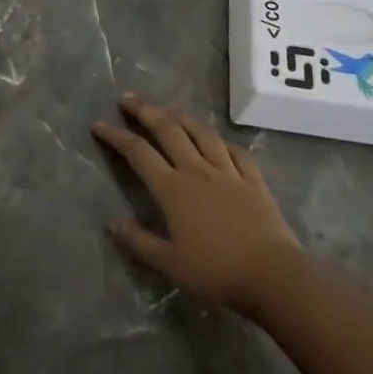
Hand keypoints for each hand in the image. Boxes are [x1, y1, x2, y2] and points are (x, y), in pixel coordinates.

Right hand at [93, 93, 301, 314]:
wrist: (273, 275)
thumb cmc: (216, 271)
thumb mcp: (170, 264)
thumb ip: (140, 241)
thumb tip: (113, 223)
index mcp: (173, 189)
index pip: (138, 153)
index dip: (117, 136)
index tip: (100, 124)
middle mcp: (197, 170)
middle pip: (168, 130)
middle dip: (145, 111)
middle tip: (128, 98)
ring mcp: (228, 172)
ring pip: (201, 133)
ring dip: (181, 116)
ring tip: (168, 108)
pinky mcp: (253, 180)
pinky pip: (235, 152)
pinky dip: (221, 141)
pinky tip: (216, 139)